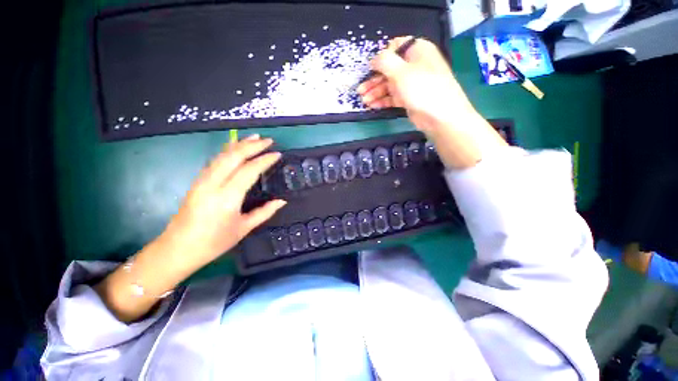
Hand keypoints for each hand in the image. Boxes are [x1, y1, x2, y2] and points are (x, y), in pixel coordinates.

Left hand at [161, 134, 285, 271]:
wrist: (177, 249)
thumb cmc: (214, 242)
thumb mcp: (244, 228)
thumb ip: (265, 212)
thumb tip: (282, 201)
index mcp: (227, 198)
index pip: (249, 171)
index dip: (264, 160)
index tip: (277, 154)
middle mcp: (213, 184)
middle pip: (233, 157)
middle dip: (252, 146)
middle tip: (269, 140)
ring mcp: (202, 181)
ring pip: (222, 155)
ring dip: (240, 144)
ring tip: (255, 138)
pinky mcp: (197, 181)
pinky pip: (215, 160)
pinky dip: (228, 150)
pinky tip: (235, 147)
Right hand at [359, 37, 507, 168]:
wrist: (439, 116)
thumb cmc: (422, 88)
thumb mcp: (401, 71)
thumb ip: (384, 62)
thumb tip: (373, 60)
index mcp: (416, 51)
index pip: (395, 47)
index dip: (381, 57)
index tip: (370, 69)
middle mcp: (414, 65)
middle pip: (389, 69)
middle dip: (374, 80)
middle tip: (360, 90)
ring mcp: (411, 83)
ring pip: (389, 85)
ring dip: (376, 92)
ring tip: (364, 101)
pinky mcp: (409, 98)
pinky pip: (393, 97)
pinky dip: (383, 101)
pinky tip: (372, 106)